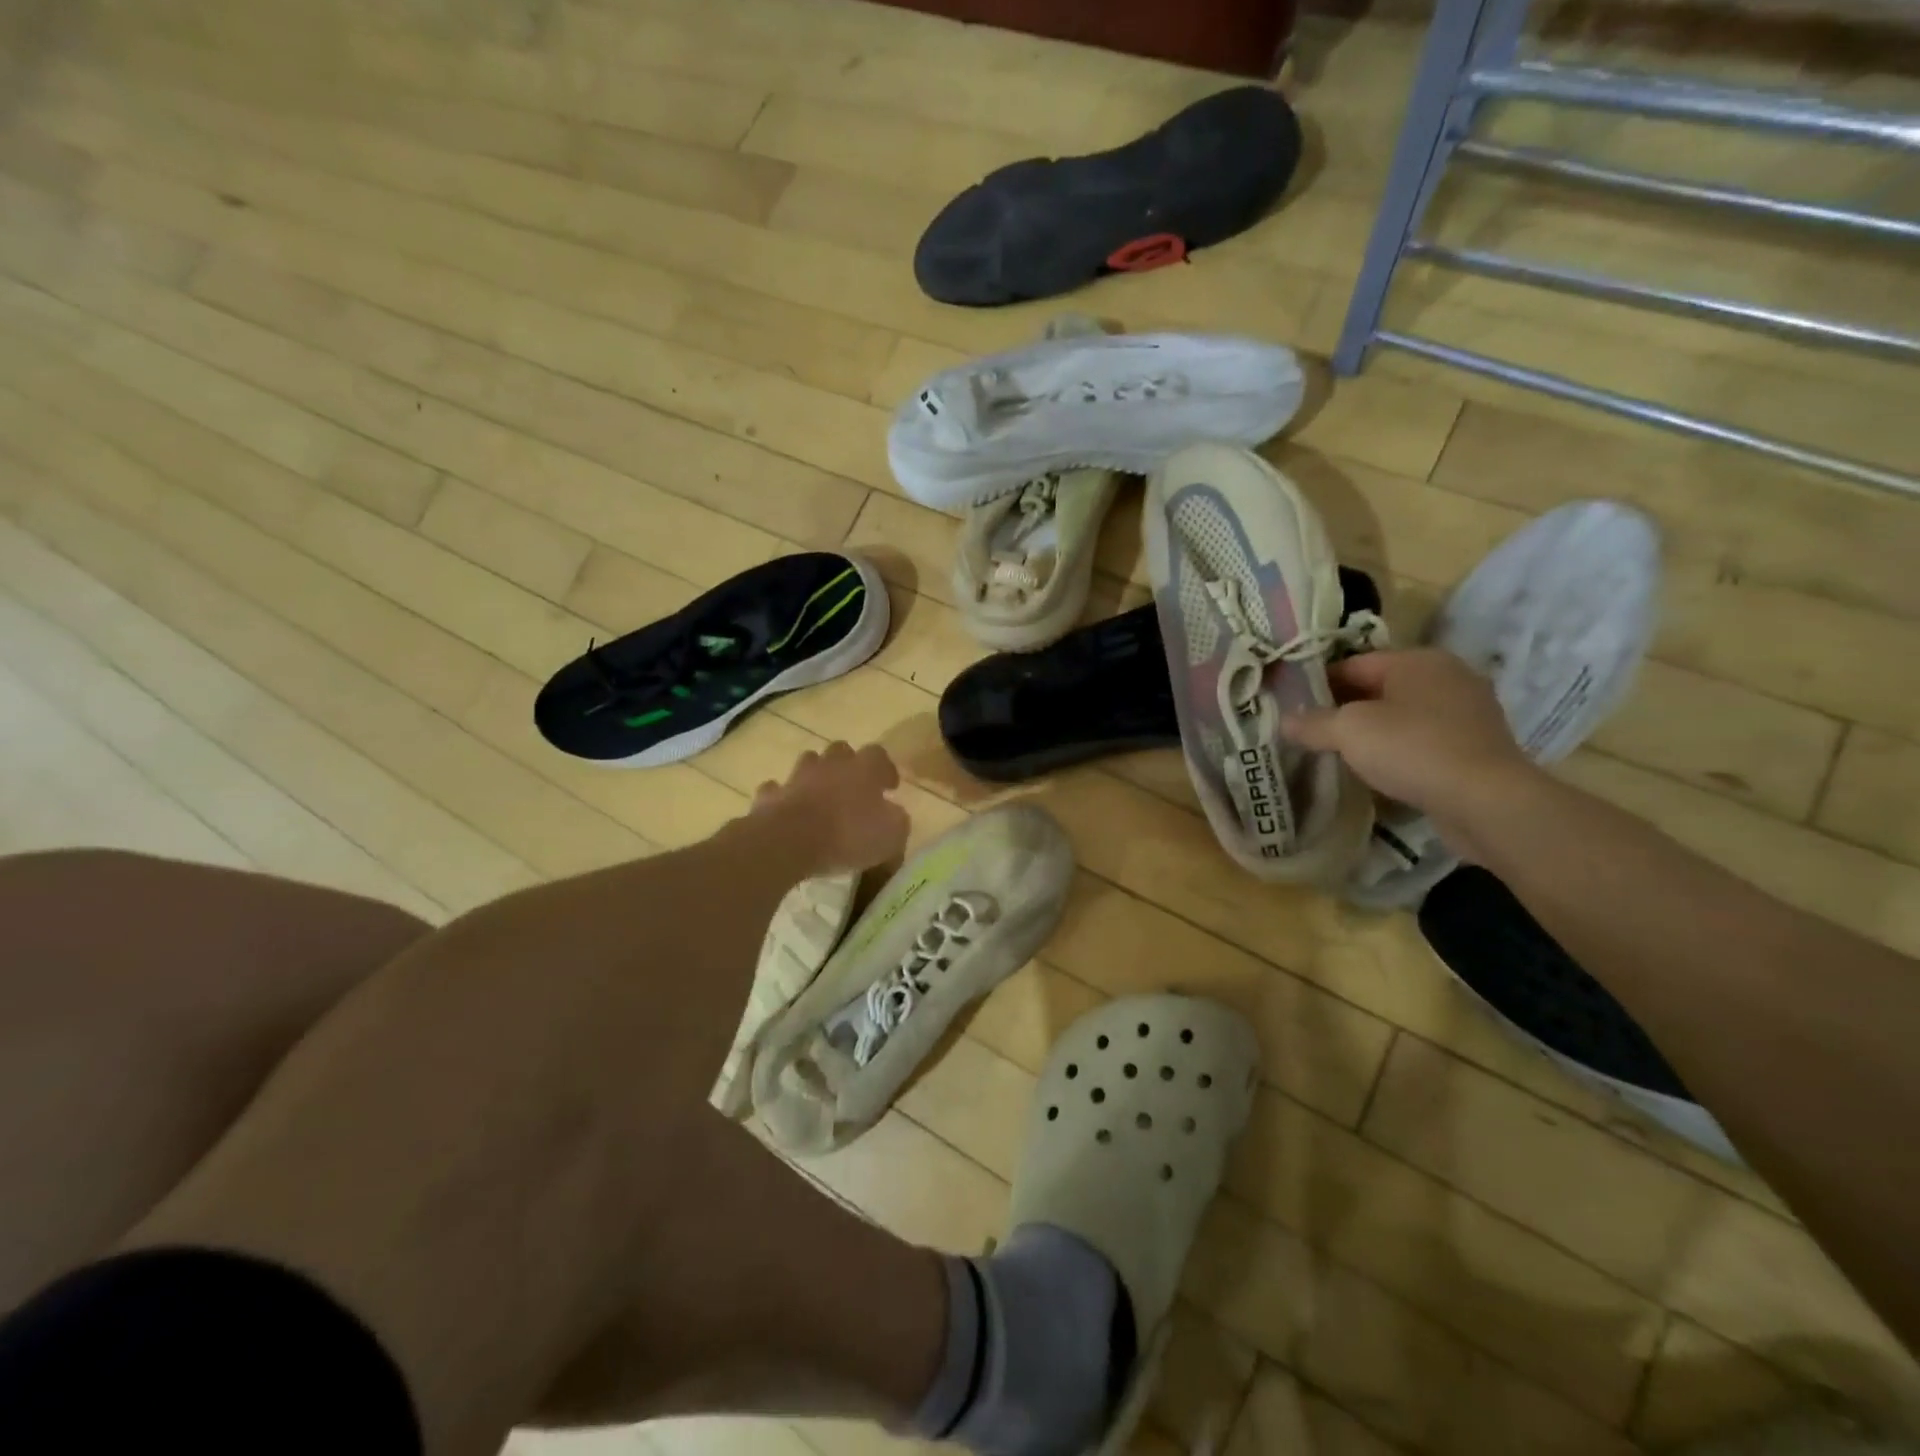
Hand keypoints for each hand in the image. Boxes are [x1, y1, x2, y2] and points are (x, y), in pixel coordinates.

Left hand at [751, 741, 909, 875]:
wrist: (789, 841)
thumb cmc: (848, 836)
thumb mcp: (891, 835)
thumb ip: (897, 821)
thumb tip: (894, 815)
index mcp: (864, 769)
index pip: (879, 755)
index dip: (885, 769)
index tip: (889, 787)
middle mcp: (831, 764)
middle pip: (841, 751)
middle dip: (848, 765)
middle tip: (853, 788)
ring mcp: (797, 776)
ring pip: (808, 763)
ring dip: (815, 776)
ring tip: (821, 796)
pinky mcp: (771, 795)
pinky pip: (778, 789)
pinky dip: (784, 796)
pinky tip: (788, 810)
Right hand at [1283, 649, 1535, 849]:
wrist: (1486, 801)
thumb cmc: (1413, 749)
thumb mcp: (1348, 731)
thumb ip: (1312, 723)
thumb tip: (1282, 721)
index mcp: (1417, 660)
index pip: (1353, 663)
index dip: (1318, 684)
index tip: (1293, 707)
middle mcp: (1447, 676)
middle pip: (1379, 688)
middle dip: (1344, 708)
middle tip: (1310, 731)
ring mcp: (1467, 711)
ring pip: (1402, 715)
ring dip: (1373, 731)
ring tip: (1339, 753)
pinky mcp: (1476, 746)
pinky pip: (1424, 739)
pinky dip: (1400, 750)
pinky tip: (1379, 770)